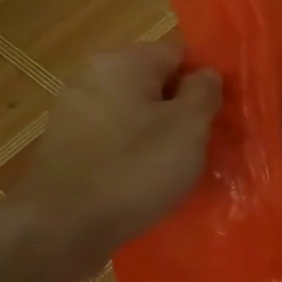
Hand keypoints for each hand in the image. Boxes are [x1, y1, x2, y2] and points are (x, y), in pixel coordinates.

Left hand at [10, 41, 220, 281]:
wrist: (62, 228)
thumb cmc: (134, 170)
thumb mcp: (189, 127)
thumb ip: (205, 91)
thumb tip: (206, 75)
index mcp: (123, 62)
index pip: (179, 53)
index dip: (205, 81)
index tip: (219, 115)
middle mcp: (92, 76)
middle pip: (154, 83)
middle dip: (181, 110)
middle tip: (203, 143)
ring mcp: (73, 112)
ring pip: (134, 113)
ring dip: (157, 134)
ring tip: (176, 168)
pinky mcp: (65, 147)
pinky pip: (113, 139)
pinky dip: (132, 154)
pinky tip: (144, 182)